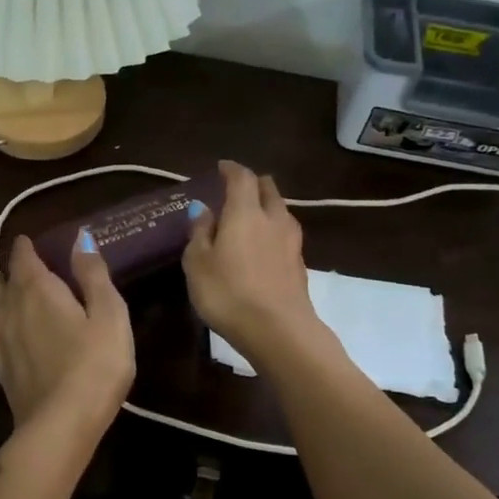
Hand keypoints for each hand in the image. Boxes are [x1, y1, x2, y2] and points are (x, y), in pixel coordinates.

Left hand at [0, 236, 133, 433]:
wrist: (61, 424)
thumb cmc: (95, 365)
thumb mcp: (109, 315)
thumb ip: (93, 275)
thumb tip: (79, 237)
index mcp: (41, 291)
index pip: (27, 260)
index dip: (26, 248)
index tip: (26, 239)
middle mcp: (15, 309)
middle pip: (8, 281)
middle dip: (11, 267)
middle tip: (12, 258)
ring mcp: (4, 339)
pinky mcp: (2, 367)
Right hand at [183, 161, 326, 366]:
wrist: (279, 331)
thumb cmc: (228, 293)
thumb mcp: (198, 263)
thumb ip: (200, 232)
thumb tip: (203, 209)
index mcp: (245, 212)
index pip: (241, 177)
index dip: (231, 169)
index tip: (221, 167)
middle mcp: (273, 219)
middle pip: (268, 189)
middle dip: (253, 184)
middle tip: (237, 189)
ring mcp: (291, 242)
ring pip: (280, 212)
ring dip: (266, 208)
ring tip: (250, 218)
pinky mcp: (299, 265)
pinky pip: (285, 236)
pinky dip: (273, 232)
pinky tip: (263, 246)